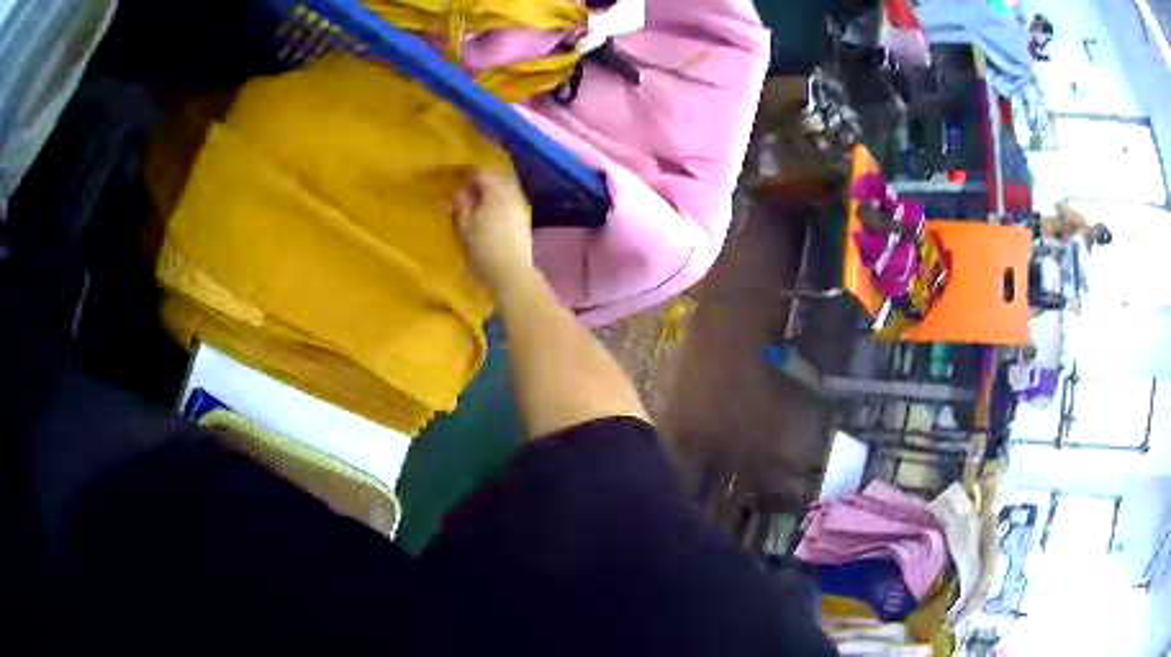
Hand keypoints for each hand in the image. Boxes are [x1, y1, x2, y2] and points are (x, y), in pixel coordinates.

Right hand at [453, 170, 534, 293]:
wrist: (511, 272)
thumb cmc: (483, 247)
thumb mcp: (464, 224)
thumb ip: (461, 203)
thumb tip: (458, 191)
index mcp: (497, 190)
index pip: (481, 172)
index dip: (465, 174)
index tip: (453, 181)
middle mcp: (512, 193)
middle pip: (495, 179)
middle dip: (479, 183)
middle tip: (462, 193)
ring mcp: (521, 206)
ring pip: (503, 190)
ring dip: (489, 194)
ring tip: (474, 205)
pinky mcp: (524, 220)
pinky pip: (509, 202)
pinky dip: (498, 203)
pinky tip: (488, 216)